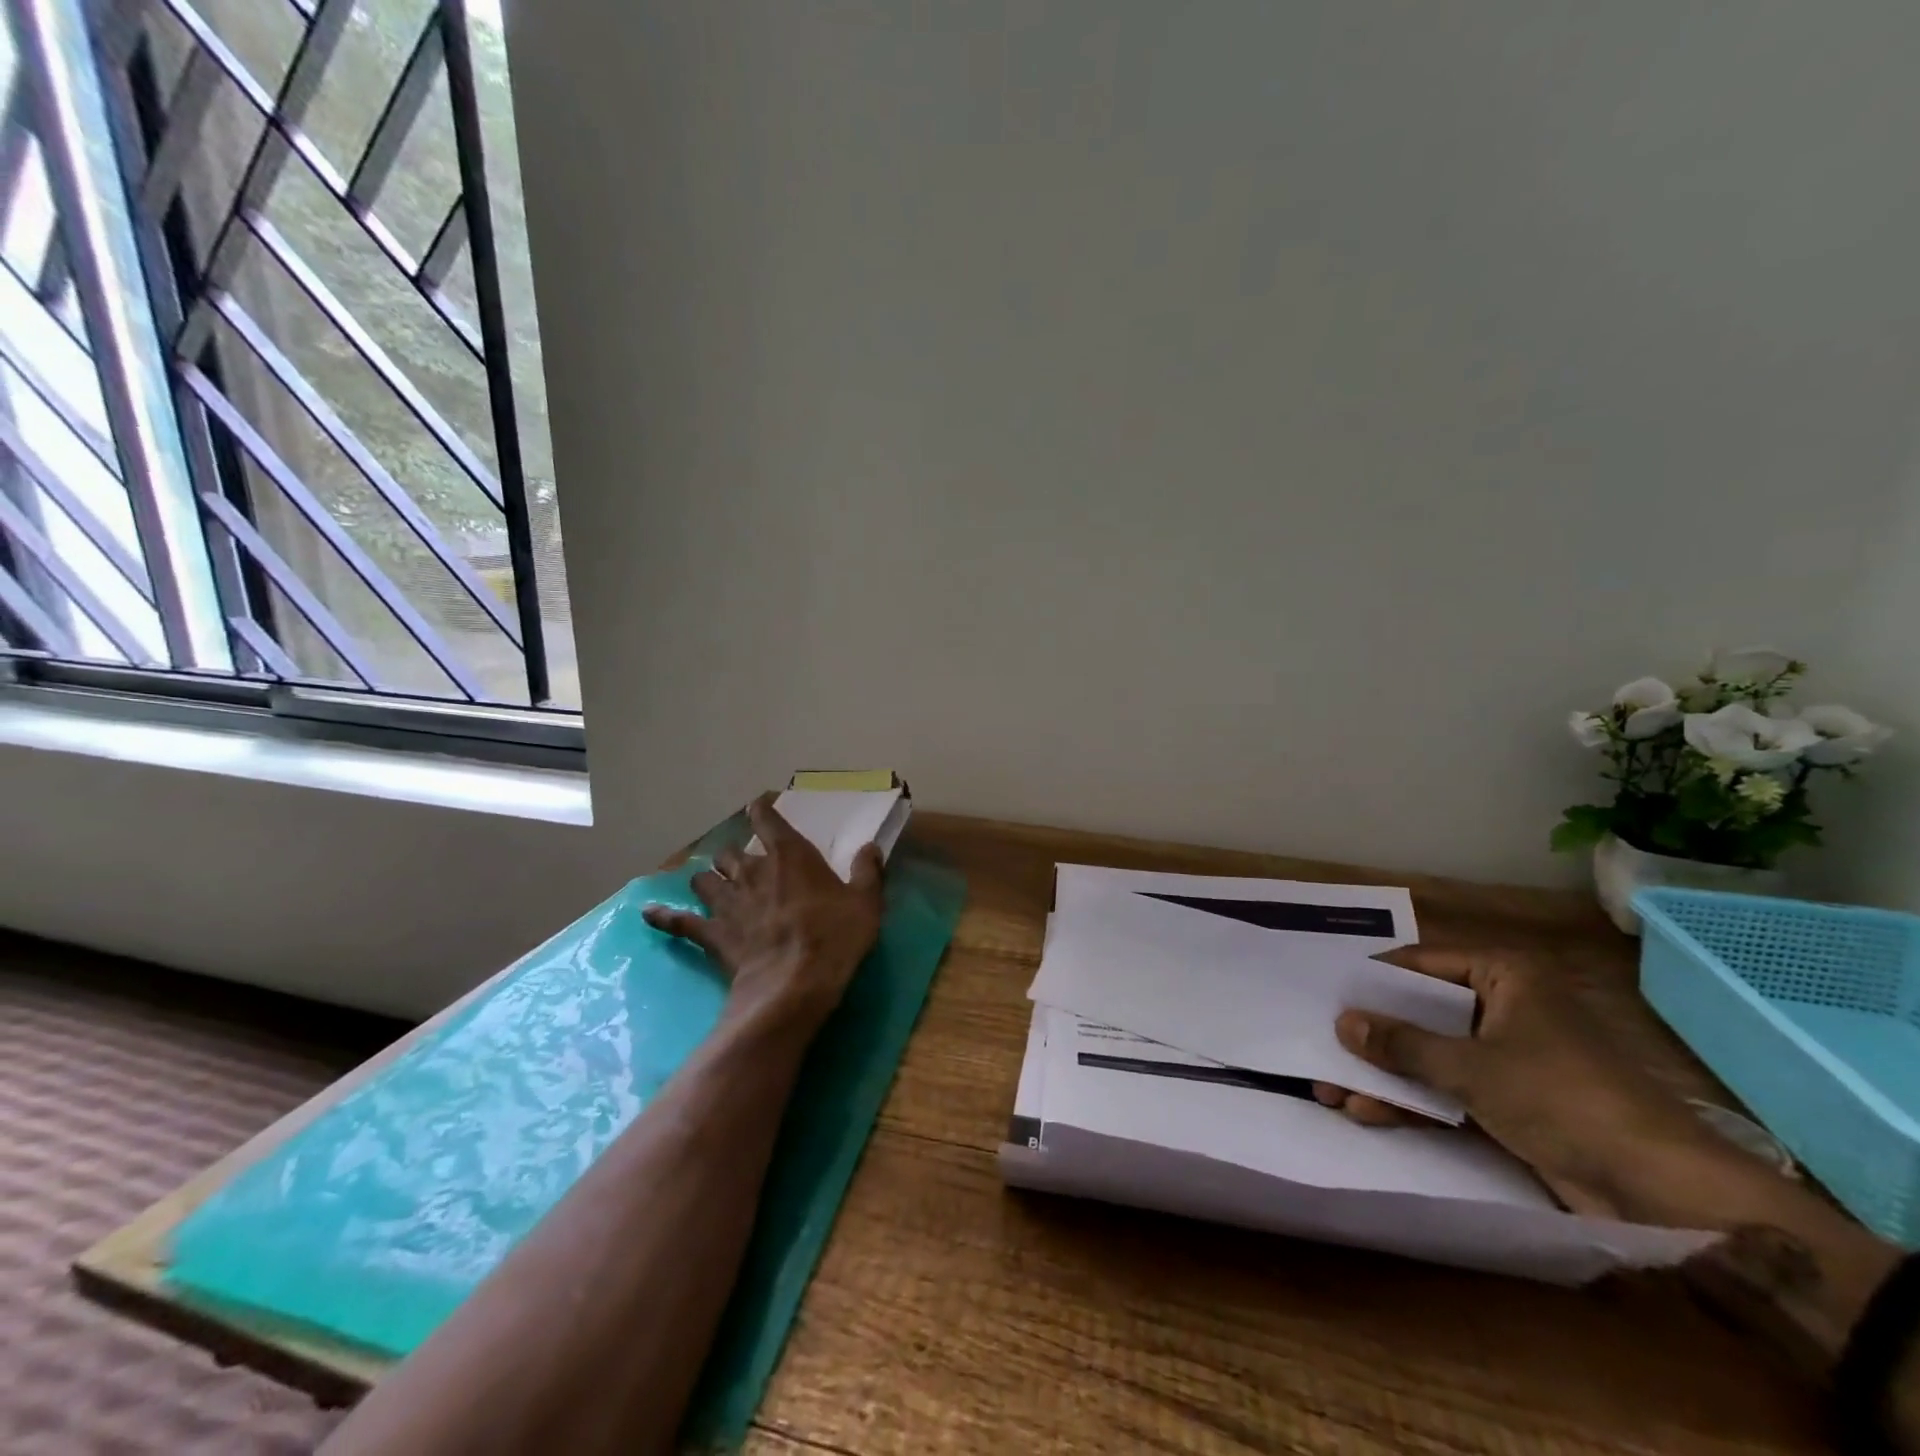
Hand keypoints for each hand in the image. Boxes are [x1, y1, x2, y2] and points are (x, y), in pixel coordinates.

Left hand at [643, 793, 884, 1027]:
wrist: (793, 985)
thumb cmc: (834, 937)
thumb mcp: (866, 903)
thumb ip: (867, 871)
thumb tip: (870, 847)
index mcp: (790, 856)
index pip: (769, 820)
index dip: (762, 809)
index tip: (759, 804)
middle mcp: (753, 871)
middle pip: (732, 852)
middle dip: (735, 855)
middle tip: (744, 864)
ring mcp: (728, 902)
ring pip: (705, 879)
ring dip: (708, 879)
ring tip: (712, 885)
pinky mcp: (711, 934)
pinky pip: (679, 922)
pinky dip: (665, 917)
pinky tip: (650, 914)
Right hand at [1316, 946, 1755, 1226]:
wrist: (1663, 1193)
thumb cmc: (1562, 1099)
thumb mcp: (1470, 1066)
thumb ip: (1401, 1044)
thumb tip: (1341, 1023)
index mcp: (1505, 977)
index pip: (1423, 963)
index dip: (1375, 979)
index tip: (1329, 992)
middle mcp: (1506, 1007)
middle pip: (1423, 1012)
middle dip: (1373, 1036)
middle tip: (1324, 1046)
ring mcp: (1510, 1056)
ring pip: (1432, 1054)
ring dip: (1386, 1074)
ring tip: (1334, 1090)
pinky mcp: (1515, 1100)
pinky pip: (1450, 1087)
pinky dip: (1415, 1100)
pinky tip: (1371, 1113)